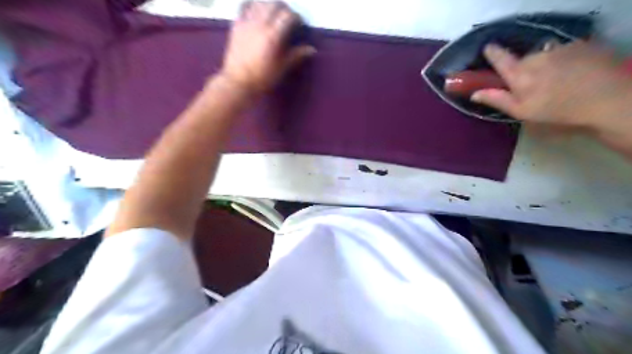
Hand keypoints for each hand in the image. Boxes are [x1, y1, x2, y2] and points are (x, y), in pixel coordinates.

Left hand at [220, 2, 315, 93]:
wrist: (238, 82)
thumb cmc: (262, 78)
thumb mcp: (282, 68)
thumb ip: (296, 55)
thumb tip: (311, 49)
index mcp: (273, 36)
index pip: (288, 16)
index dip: (297, 18)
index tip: (300, 25)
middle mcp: (260, 24)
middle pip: (275, 5)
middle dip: (284, 9)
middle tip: (288, 19)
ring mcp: (246, 22)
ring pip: (260, 3)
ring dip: (270, 5)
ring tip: (274, 15)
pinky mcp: (236, 24)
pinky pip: (244, 6)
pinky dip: (253, 5)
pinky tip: (257, 11)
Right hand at [471, 40, 631, 126]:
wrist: (608, 98)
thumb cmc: (558, 110)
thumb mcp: (522, 111)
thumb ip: (497, 100)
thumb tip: (474, 94)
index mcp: (520, 74)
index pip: (500, 58)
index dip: (492, 53)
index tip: (488, 48)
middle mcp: (537, 56)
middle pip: (523, 59)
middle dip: (524, 69)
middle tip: (532, 86)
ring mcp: (560, 49)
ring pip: (544, 55)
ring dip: (545, 65)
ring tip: (557, 81)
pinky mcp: (581, 45)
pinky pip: (564, 52)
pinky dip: (563, 61)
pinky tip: (573, 74)